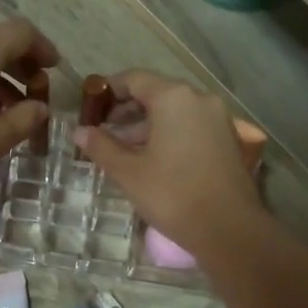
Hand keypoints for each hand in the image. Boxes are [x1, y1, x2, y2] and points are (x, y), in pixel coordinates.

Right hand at [72, 72, 263, 257]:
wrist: (228, 228)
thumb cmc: (172, 194)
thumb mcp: (128, 172)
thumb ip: (101, 146)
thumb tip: (79, 131)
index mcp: (173, 97)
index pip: (134, 79)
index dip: (109, 91)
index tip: (90, 108)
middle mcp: (199, 99)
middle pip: (156, 93)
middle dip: (126, 110)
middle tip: (102, 130)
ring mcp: (217, 118)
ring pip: (174, 111)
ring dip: (146, 124)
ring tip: (122, 148)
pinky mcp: (227, 139)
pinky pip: (190, 125)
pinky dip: (168, 133)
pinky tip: (152, 158)